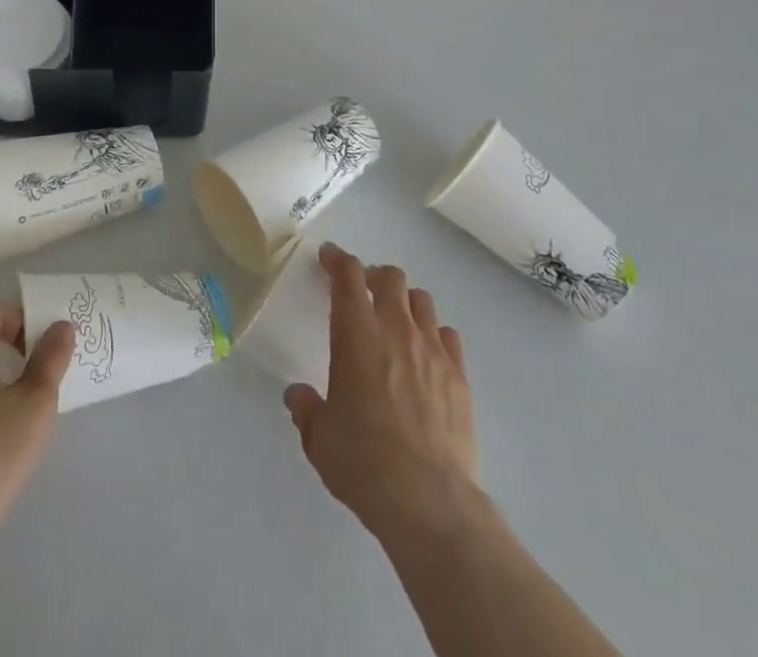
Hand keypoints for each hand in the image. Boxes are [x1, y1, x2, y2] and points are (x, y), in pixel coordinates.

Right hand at [284, 244, 479, 539]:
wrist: (429, 501)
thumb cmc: (364, 463)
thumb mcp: (319, 439)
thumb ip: (306, 408)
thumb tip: (298, 395)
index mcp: (356, 334)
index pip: (347, 275)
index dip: (337, 259)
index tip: (329, 257)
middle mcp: (395, 329)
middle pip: (390, 277)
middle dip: (373, 276)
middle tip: (363, 292)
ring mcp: (432, 349)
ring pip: (421, 299)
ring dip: (405, 302)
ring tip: (396, 321)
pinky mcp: (459, 375)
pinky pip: (448, 335)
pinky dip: (434, 334)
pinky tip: (427, 355)